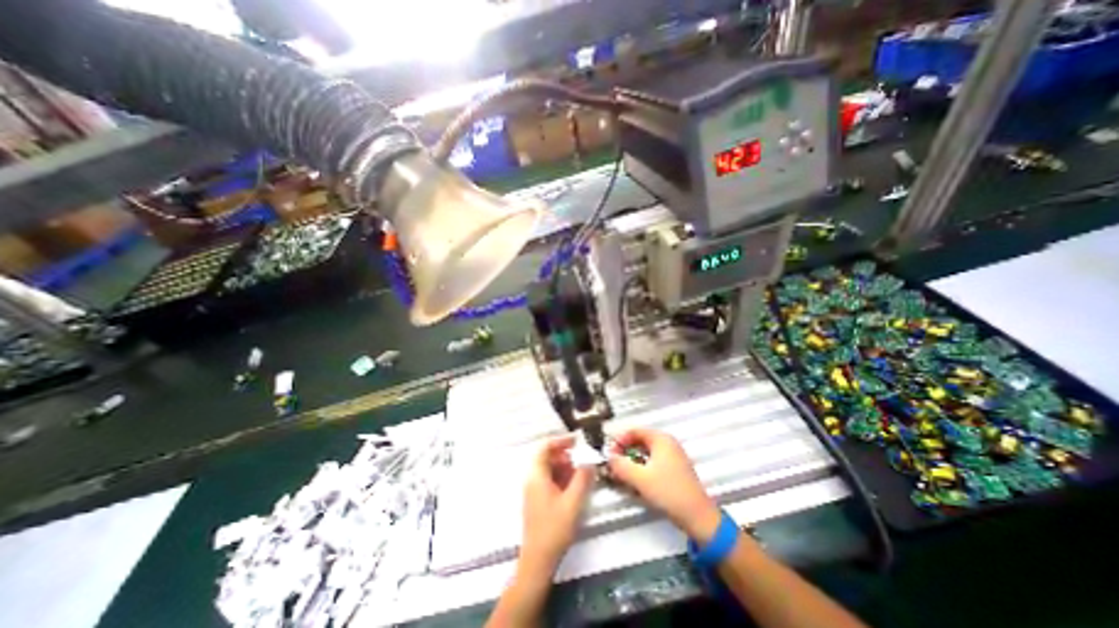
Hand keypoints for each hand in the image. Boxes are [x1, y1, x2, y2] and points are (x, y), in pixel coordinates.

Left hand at [523, 433, 597, 570]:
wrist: (538, 560)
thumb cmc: (554, 528)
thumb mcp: (573, 501)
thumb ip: (583, 478)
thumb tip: (590, 460)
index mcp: (537, 475)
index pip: (545, 447)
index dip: (561, 441)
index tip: (577, 441)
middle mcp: (532, 479)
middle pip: (547, 457)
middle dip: (565, 455)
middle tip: (582, 460)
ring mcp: (533, 490)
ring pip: (549, 469)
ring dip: (565, 467)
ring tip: (581, 474)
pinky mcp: (537, 501)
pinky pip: (549, 481)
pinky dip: (561, 478)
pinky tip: (574, 488)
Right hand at [608, 430, 719, 542]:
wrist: (698, 517)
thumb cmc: (668, 492)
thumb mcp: (640, 478)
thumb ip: (620, 465)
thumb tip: (608, 457)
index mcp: (661, 439)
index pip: (634, 431)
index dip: (619, 440)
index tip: (609, 453)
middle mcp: (668, 443)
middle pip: (640, 440)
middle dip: (624, 451)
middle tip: (613, 464)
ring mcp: (673, 456)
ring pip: (645, 452)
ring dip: (631, 461)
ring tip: (622, 474)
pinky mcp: (675, 469)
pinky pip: (653, 462)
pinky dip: (641, 467)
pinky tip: (636, 481)